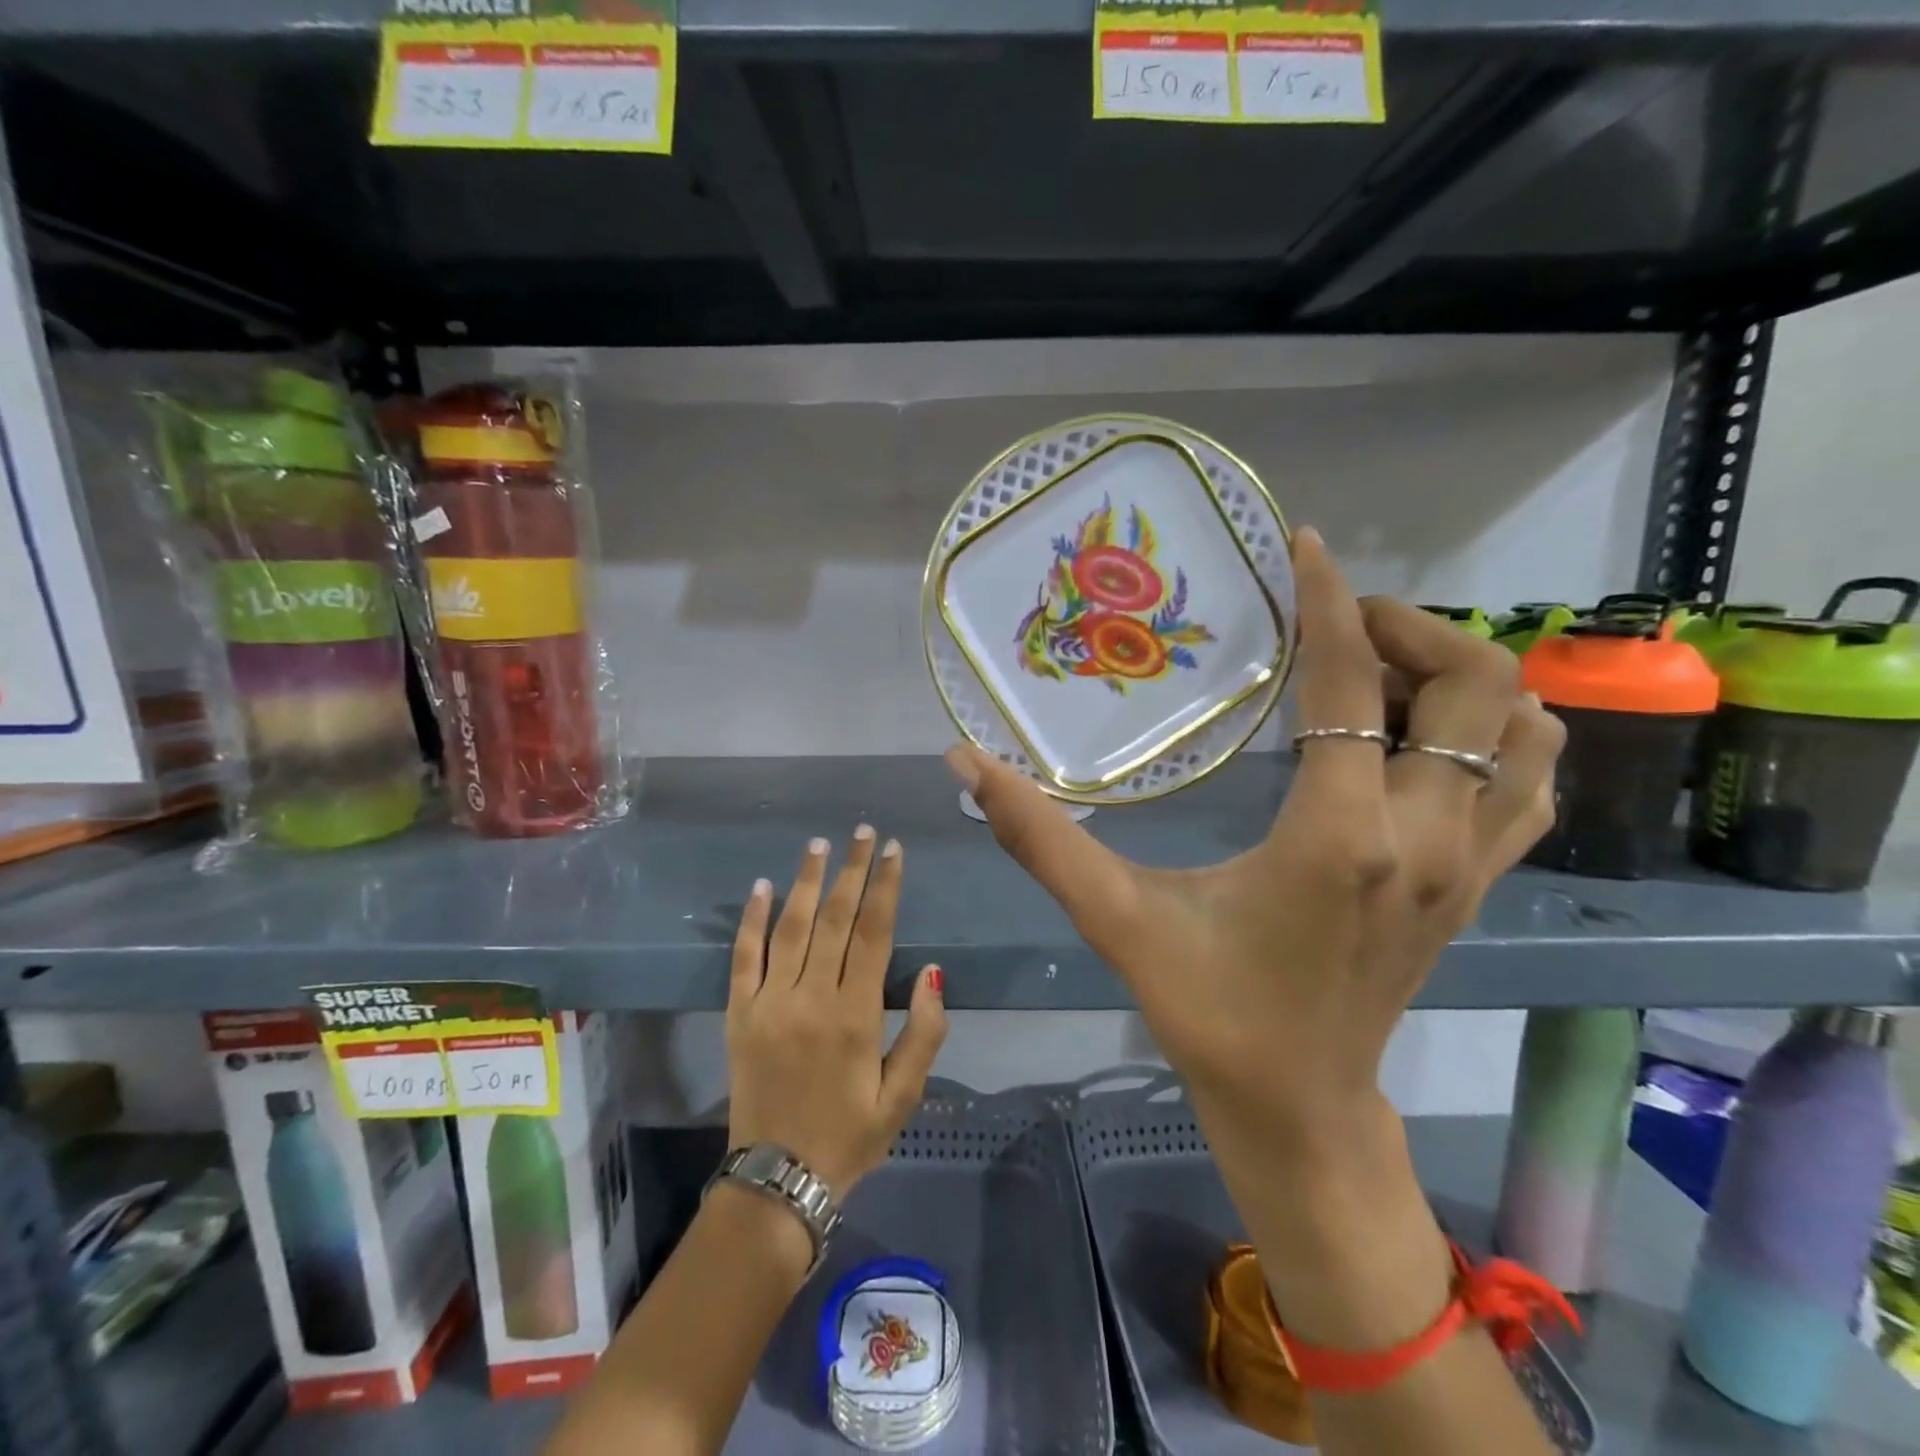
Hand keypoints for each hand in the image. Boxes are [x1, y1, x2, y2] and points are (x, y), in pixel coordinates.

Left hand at [726, 826, 947, 1195]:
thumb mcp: (903, 1096)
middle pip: (834, 918)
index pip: (873, 933)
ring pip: (790, 927)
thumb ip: (923, 1032)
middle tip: (863, 832)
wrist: (778, 1181)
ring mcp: (769, 1002)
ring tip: (819, 844)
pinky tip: (762, 886)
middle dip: (852, 870)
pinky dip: (752, 919)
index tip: (894, 850)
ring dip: (805, 881)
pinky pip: (743, 957)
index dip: (886, 887)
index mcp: (855, 1015)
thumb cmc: (849, 1136)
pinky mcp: (739, 1014)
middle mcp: (811, 997)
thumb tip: (932, 971)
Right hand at [948, 529, 1563, 1153]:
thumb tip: (966, 763)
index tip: (1304, 546)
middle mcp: (1425, 838)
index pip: (1352, 684)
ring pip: (1526, 731)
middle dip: (1410, 629)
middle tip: (1336, 626)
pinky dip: (1497, 736)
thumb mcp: (1115, 917)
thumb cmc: (1207, 1011)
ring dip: (1463, 679)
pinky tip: (1423, 739)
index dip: (1329, 601)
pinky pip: (1529, 784)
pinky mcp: (1478, 885)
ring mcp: (1468, 864)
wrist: (1297, 1106)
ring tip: (1381, 676)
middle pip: (1477, 686)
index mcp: (1339, 836)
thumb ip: (1038, 836)